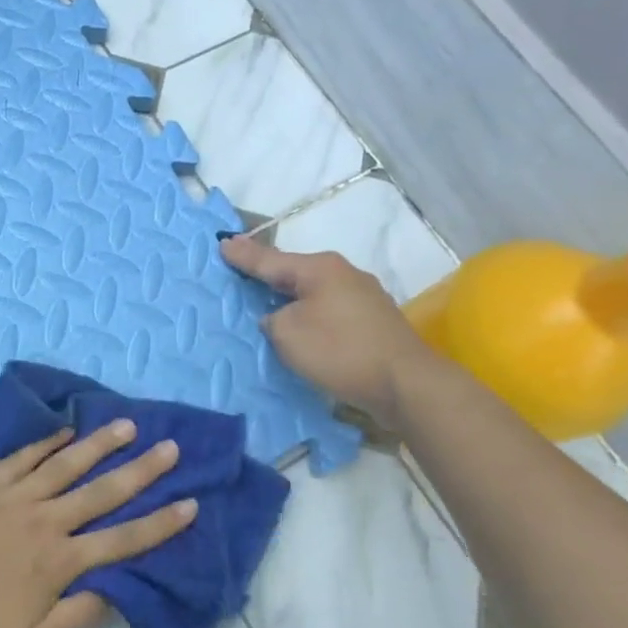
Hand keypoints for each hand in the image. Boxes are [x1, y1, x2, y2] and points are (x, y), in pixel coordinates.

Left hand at [0, 420, 196, 627]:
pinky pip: (24, 456)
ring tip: (128, 425)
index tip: (190, 503)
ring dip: (100, 445)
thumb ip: (80, 617)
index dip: (160, 523)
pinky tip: (65, 431)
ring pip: (67, 463)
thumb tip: (119, 588)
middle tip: (171, 447)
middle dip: (142, 470)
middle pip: (103, 491)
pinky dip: (48, 442)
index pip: (123, 539)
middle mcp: (45, 521)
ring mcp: (12, 496)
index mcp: (60, 562)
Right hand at [220, 234, 438, 422]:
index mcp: (320, 269)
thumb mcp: (288, 334)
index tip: (222, 244)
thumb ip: (273, 319)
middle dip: (268, 273)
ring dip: (291, 297)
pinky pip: (329, 310)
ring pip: (314, 291)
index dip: (243, 256)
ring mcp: (363, 297)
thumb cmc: (340, 351)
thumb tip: (280, 316)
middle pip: (294, 272)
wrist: (405, 383)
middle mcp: (344, 274)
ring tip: (268, 299)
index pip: (270, 260)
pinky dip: (311, 314)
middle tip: (241, 267)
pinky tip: (303, 324)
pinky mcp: (373, 321)